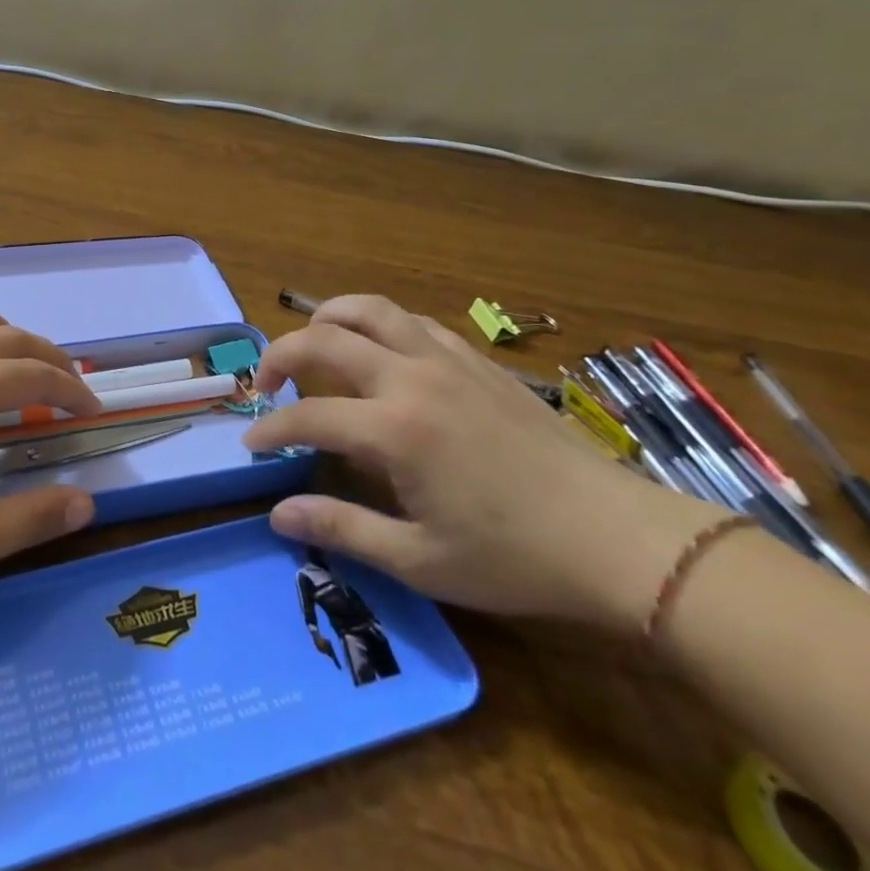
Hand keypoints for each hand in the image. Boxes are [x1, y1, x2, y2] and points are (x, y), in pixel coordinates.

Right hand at [241, 296, 725, 632]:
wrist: (617, 539)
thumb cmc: (514, 558)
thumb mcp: (420, 560)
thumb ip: (342, 529)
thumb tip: (278, 515)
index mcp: (393, 429)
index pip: (307, 415)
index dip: (270, 428)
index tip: (252, 445)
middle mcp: (411, 378)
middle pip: (324, 339)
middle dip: (280, 354)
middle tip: (266, 383)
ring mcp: (447, 360)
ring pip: (370, 310)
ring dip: (327, 318)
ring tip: (311, 342)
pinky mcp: (477, 360)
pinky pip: (413, 322)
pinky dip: (379, 325)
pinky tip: (379, 352)